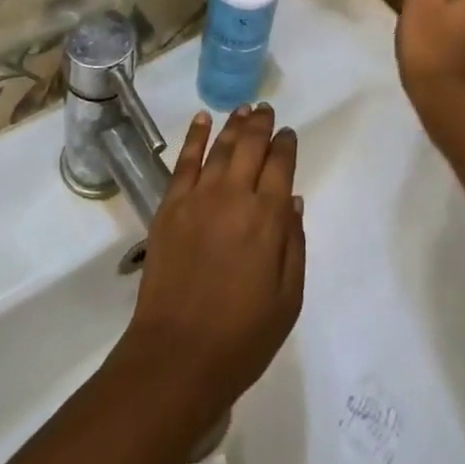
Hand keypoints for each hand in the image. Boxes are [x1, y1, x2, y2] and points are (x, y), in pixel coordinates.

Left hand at [118, 105, 305, 418]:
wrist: (178, 355)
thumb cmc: (242, 336)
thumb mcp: (288, 299)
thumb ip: (294, 244)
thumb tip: (293, 200)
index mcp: (267, 219)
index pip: (280, 166)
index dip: (286, 145)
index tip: (288, 134)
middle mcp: (234, 196)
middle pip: (250, 146)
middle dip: (261, 124)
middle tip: (266, 109)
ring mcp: (198, 197)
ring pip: (220, 147)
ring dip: (233, 124)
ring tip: (243, 108)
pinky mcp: (170, 205)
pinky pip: (184, 161)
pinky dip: (195, 135)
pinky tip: (202, 119)